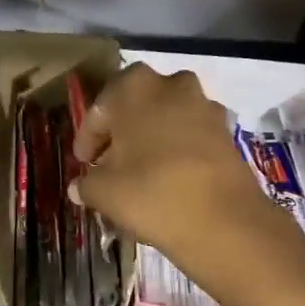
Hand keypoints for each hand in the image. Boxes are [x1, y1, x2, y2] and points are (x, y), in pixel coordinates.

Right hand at [71, 63, 300, 274]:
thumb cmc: (151, 193)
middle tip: (108, 163)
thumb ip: (86, 183)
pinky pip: (189, 134)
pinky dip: (176, 150)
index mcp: (134, 87)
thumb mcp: (103, 192)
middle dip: (121, 133)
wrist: (224, 220)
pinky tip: (167, 178)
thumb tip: (78, 187)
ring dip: (150, 139)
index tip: (82, 162)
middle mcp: (171, 84)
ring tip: (138, 172)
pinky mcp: (226, 130)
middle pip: (135, 107)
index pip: (99, 111)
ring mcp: (204, 105)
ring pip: (165, 118)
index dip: (87, 139)